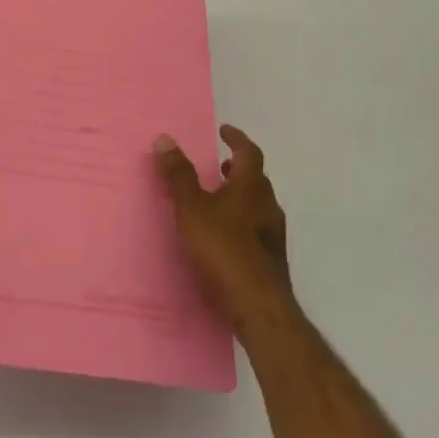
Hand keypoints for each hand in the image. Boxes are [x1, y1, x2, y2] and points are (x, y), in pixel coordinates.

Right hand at [154, 126, 297, 339]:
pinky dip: (240, 219)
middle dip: (237, 168)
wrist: (258, 307)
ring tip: (215, 199)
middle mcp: (267, 206)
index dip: (236, 139)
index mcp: (251, 188)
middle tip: (218, 165)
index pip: (249, 153)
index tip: (223, 131)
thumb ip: (179, 175)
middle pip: (256, 179)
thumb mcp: (192, 208)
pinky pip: (255, 227)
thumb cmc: (223, 249)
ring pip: (257, 204)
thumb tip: (165, 139)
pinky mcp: (270, 259)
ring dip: (239, 195)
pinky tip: (222, 235)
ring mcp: (273, 235)